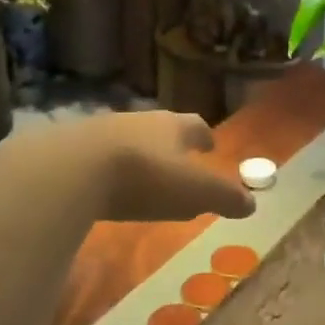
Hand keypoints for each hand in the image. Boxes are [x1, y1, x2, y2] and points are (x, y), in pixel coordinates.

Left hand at [66, 111, 255, 223]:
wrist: (73, 168)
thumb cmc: (146, 177)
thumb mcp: (196, 192)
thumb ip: (225, 197)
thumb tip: (251, 203)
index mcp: (174, 126)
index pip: (195, 126)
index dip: (204, 137)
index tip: (209, 145)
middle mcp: (140, 120)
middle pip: (161, 129)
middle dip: (171, 145)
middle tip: (179, 164)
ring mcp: (104, 130)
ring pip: (130, 139)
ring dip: (139, 155)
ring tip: (143, 178)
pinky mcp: (73, 147)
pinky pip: (99, 155)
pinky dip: (109, 168)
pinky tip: (106, 186)